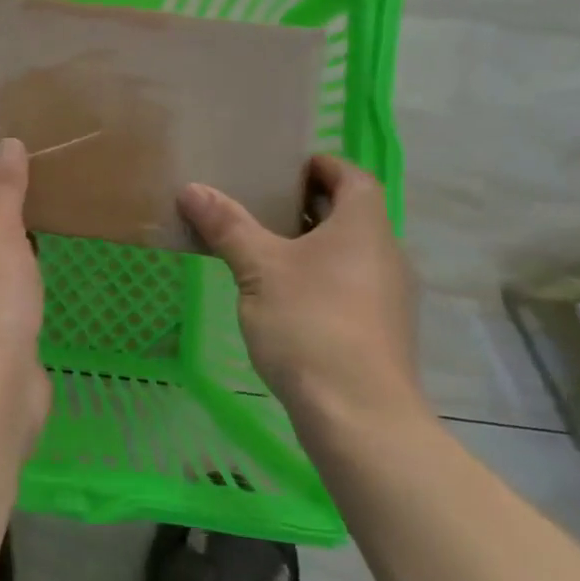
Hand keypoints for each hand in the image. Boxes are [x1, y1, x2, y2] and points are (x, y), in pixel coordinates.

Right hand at [179, 155, 425, 432]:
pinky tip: (282, 297)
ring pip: (349, 253)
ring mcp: (388, 297)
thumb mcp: (259, 268)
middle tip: (260, 204)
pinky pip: (349, 285)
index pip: (353, 177)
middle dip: (308, 205)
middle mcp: (386, 255)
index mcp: (364, 227)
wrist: (359, 415)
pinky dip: (319, 277)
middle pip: (351, 214)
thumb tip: (191, 188)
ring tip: (263, 248)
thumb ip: (227, 225)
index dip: (323, 165)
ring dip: (311, 244)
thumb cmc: (310, 323)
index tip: (285, 168)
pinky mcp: (380, 331)